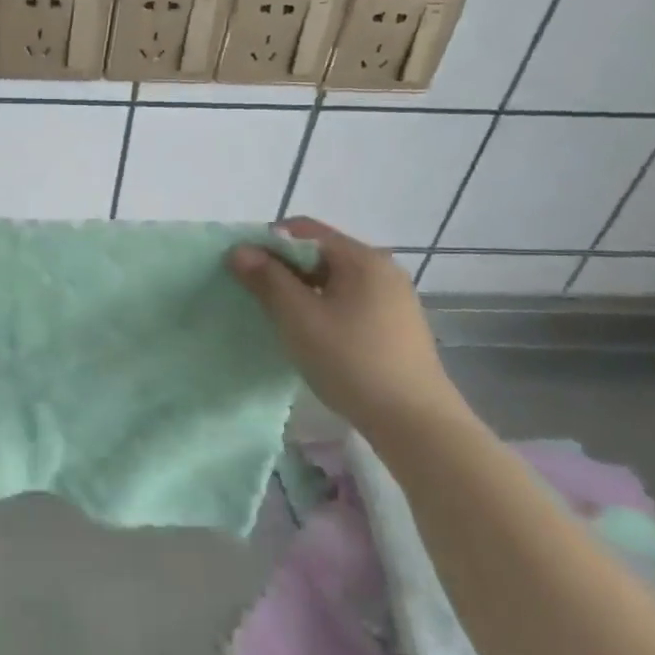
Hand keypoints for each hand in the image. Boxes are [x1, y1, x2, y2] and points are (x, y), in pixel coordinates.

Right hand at [228, 217, 466, 436]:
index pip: (303, 230)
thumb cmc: (351, 361)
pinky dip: (323, 308)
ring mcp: (393, 298)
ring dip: (301, 291)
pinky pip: (348, 301)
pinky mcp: (396, 326)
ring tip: (280, 318)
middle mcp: (382, 269)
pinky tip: (312, 336)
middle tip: (256, 297)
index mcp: (362, 258)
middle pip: (319, 253)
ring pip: (333, 280)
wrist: (415, 424)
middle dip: (283, 269)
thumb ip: (267, 279)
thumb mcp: (298, 318)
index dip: (267, 243)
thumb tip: (239, 249)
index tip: (243, 270)